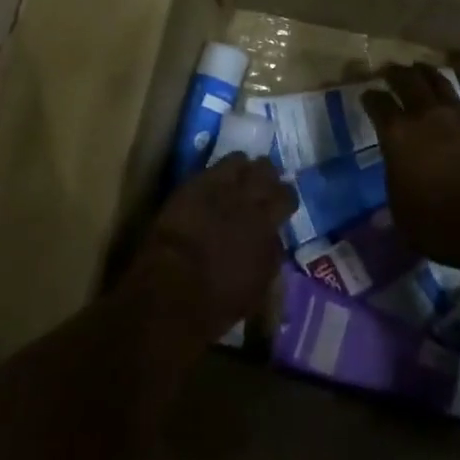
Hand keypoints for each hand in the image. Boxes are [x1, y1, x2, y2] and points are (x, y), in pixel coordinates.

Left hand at [128, 156, 294, 342]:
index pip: (287, 196)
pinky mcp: (193, 184)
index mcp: (267, 223)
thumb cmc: (219, 299)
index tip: (281, 205)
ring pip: (240, 160)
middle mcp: (248, 198)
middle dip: (266, 176)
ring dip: (242, 169)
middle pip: (266, 170)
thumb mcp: (260, 284)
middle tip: (261, 186)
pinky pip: (211, 167)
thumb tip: (274, 237)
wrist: (172, 288)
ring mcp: (220, 187)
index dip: (285, 198)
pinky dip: (217, 172)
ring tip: (237, 177)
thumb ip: (271, 253)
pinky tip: (213, 180)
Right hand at [363, 64, 459, 270]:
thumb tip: (397, 174)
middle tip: (390, 70)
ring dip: (425, 74)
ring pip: (438, 81)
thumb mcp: (402, 213)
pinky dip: (452, 99)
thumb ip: (396, 183)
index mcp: (398, 135)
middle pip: (408, 80)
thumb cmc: (442, 225)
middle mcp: (426, 115)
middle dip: (396, 73)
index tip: (368, 94)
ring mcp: (459, 114)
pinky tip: (452, 105)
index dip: (371, 97)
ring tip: (420, 70)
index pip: (378, 104)